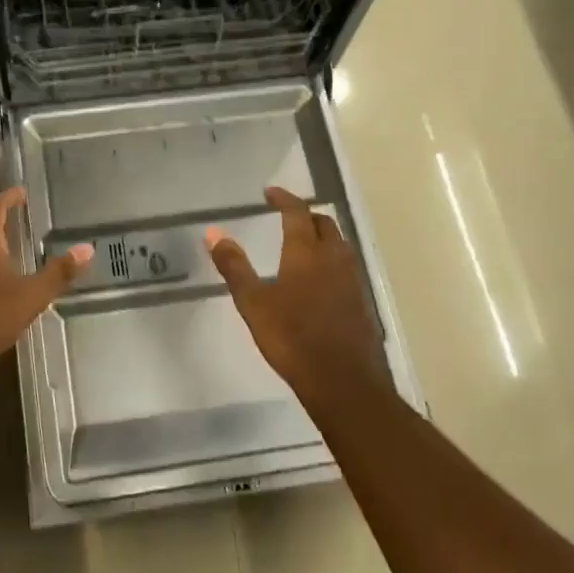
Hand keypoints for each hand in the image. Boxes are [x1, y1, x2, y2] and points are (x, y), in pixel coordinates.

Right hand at [207, 186, 389, 397]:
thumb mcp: (253, 303)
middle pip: (324, 224)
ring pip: (338, 244)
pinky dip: (331, 259)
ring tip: (303, 243)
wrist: (343, 380)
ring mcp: (351, 279)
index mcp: (305, 252)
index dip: (284, 198)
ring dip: (321, 235)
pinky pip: (346, 266)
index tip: (270, 192)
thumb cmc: (291, 338)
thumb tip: (213, 232)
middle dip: (305, 215)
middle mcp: (333, 258)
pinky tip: (319, 278)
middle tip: (286, 217)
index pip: (297, 212)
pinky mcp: (360, 300)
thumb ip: (234, 266)